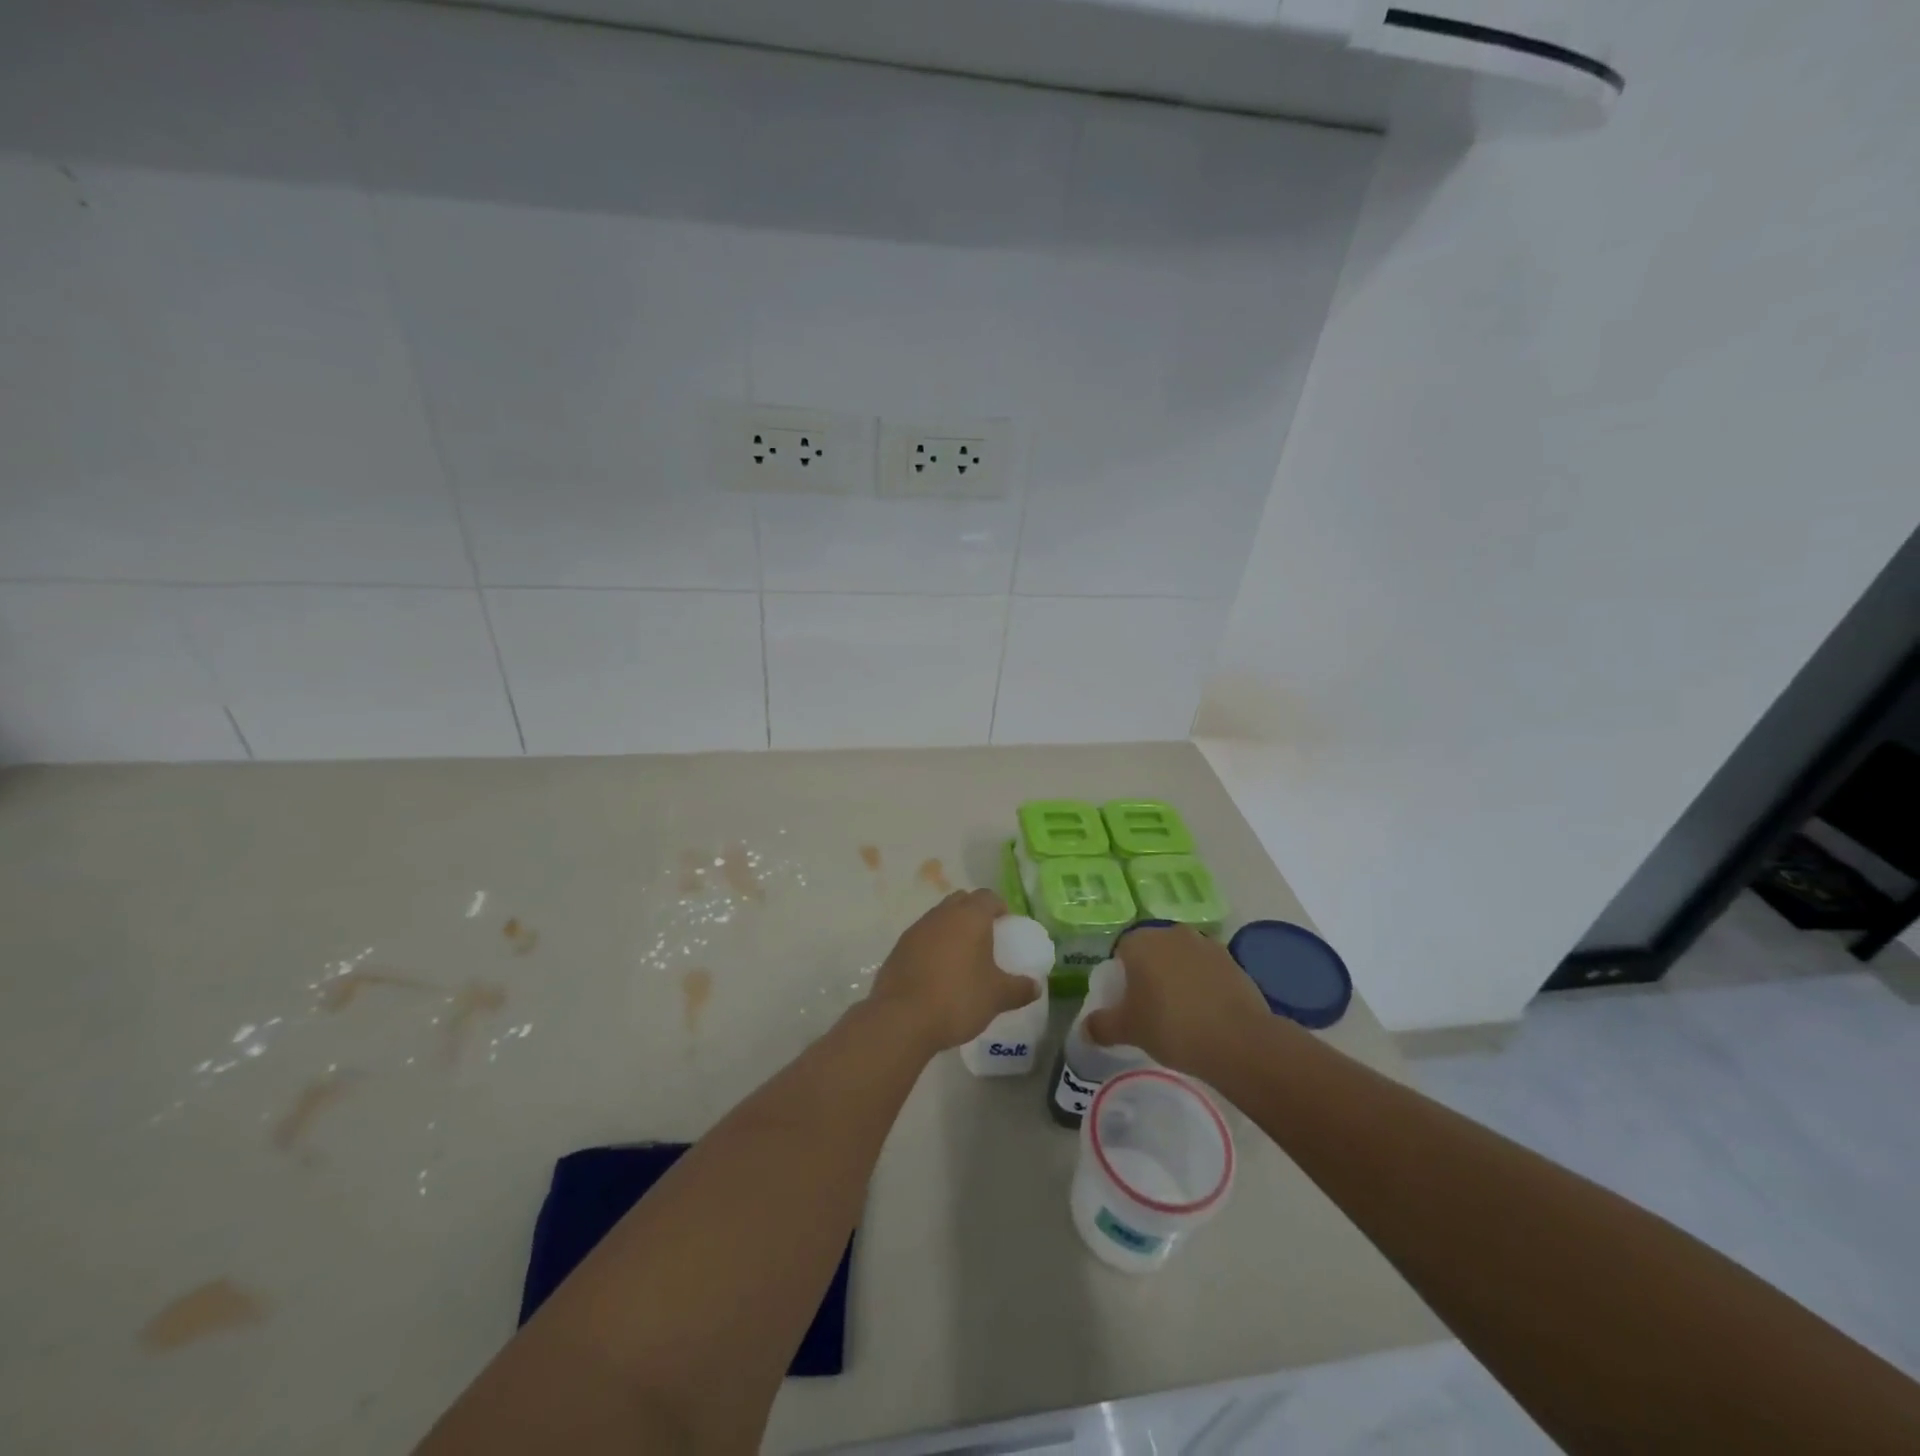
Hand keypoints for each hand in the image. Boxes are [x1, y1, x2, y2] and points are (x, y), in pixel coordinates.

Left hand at [868, 889, 1037, 1053]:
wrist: (901, 1018)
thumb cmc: (958, 998)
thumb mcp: (997, 997)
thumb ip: (1019, 988)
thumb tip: (1035, 986)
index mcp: (969, 917)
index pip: (988, 897)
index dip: (1000, 908)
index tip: (1007, 927)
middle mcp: (941, 914)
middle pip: (962, 901)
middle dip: (974, 914)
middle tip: (986, 940)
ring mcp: (916, 929)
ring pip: (939, 918)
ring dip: (952, 930)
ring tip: (962, 959)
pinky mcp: (898, 948)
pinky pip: (922, 938)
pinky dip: (933, 947)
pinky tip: (938, 973)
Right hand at [1085, 925, 1272, 1075]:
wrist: (1238, 1040)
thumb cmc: (1171, 1027)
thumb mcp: (1128, 1030)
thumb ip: (1102, 1026)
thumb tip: (1084, 1029)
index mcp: (1142, 942)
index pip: (1122, 950)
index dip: (1121, 976)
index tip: (1126, 1002)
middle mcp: (1173, 933)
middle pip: (1153, 951)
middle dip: (1150, 973)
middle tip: (1150, 1008)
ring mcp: (1206, 945)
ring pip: (1182, 959)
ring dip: (1178, 977)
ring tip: (1181, 1012)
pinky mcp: (1233, 961)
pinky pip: (1208, 971)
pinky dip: (1204, 986)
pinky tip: (1206, 1014)